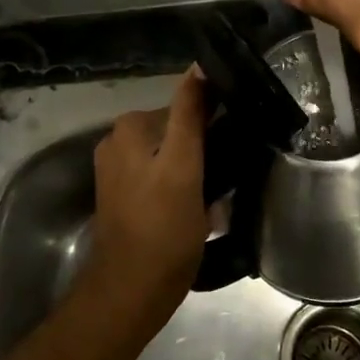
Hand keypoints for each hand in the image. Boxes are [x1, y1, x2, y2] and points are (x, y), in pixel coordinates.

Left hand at [82, 68, 209, 328]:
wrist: (132, 293)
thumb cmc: (162, 229)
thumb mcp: (183, 166)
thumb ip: (190, 114)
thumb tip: (199, 66)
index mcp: (129, 128)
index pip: (184, 106)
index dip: (214, 119)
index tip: (241, 135)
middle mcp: (118, 142)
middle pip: (178, 131)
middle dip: (206, 145)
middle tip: (235, 166)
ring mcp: (121, 172)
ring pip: (172, 155)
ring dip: (197, 166)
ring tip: (222, 187)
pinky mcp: (128, 197)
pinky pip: (164, 176)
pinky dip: (183, 184)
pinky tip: (202, 203)